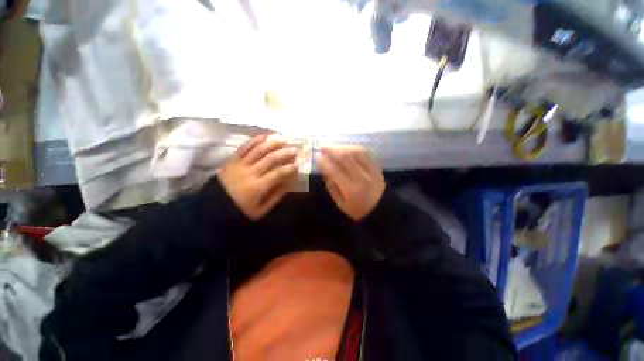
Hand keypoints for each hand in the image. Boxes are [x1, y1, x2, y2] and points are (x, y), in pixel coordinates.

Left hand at [219, 134, 297, 219]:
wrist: (213, 206)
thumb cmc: (240, 209)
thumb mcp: (261, 210)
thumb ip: (276, 196)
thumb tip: (289, 183)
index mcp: (257, 188)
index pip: (277, 174)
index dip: (288, 169)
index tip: (297, 165)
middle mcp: (249, 173)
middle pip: (269, 159)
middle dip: (284, 153)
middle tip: (294, 149)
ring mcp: (240, 164)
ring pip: (258, 150)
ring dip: (272, 143)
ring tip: (282, 139)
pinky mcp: (233, 159)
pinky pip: (245, 147)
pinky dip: (255, 140)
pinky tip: (265, 136)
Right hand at [318, 145, 384, 220]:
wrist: (380, 211)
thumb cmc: (357, 210)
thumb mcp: (340, 203)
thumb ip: (331, 185)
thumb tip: (324, 168)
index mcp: (351, 189)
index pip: (335, 170)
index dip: (324, 161)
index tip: (317, 156)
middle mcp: (362, 178)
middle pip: (346, 157)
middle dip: (332, 149)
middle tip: (322, 146)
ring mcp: (372, 171)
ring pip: (356, 152)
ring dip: (342, 147)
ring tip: (333, 146)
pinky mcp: (377, 168)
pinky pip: (366, 153)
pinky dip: (354, 148)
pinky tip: (347, 148)